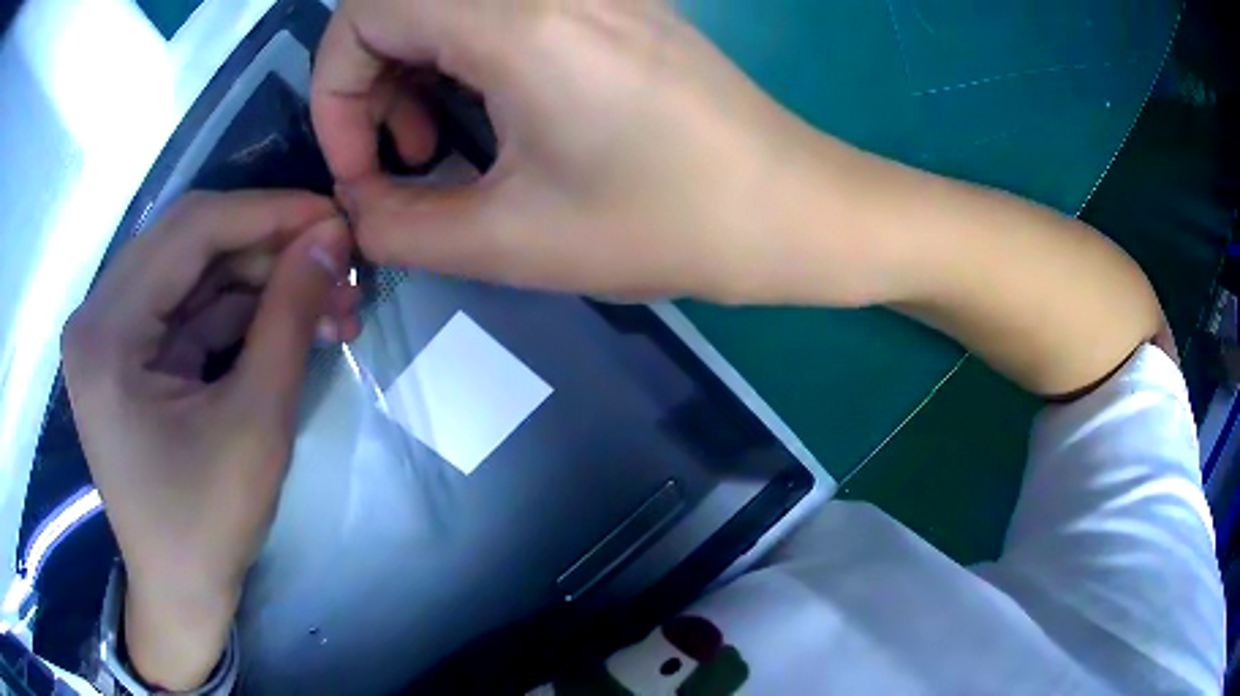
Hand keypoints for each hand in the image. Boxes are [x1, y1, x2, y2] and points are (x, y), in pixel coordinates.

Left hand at [61, 191, 357, 689]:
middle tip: (339, 264)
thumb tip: (333, 237)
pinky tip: (293, 322)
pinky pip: (190, 307)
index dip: (268, 212)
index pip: (190, 230)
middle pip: (190, 241)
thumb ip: (290, 317)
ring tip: (330, 304)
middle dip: (269, 246)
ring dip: (262, 279)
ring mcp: (110, 332)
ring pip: (196, 271)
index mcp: (106, 332)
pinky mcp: (130, 352)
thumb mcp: (256, 423)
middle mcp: (97, 315)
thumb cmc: (207, 527)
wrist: (180, 593)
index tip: (335, 217)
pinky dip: (242, 309)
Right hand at [312, 0, 871, 302]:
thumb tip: (352, 213)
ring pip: (444, 3)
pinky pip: (496, 10)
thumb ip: (401, 228)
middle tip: (393, 156)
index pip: (364, 12)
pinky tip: (481, 112)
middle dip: (365, 80)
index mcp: (519, 19)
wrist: (790, 207)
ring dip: (410, 68)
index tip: (359, 169)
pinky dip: (459, 54)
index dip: (334, 90)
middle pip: (398, 1)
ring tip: (432, 144)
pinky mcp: (610, 2)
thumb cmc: (666, 225)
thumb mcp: (512, 242)